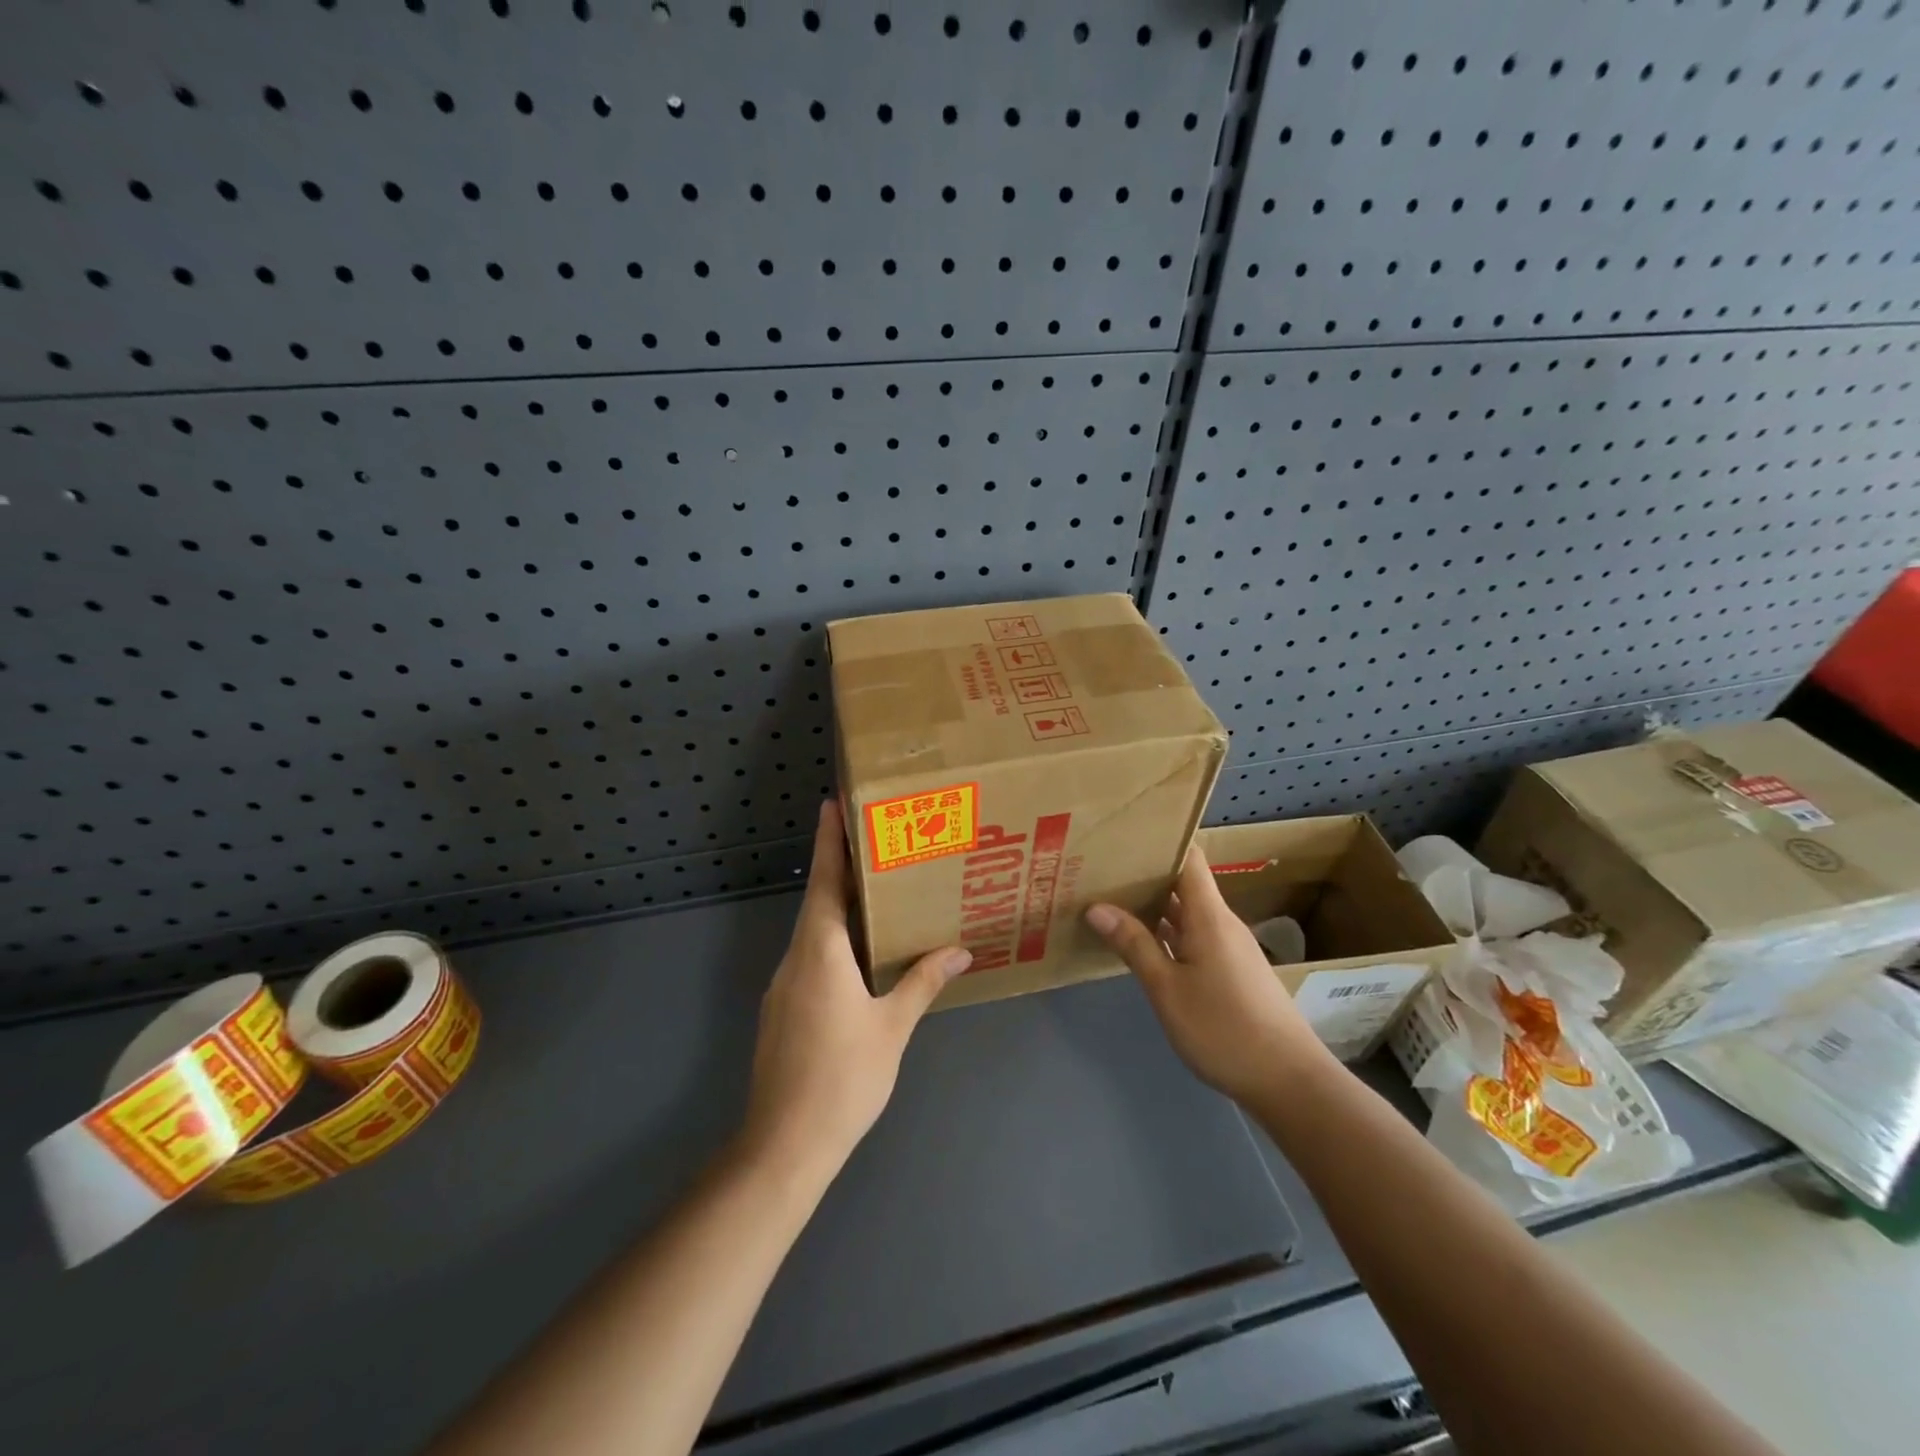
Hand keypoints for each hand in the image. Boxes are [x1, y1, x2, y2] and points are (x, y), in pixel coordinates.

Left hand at [741, 801, 970, 1177]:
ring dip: (840, 907)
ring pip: (814, 932)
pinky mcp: (782, 1010)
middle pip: (819, 901)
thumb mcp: (892, 1027)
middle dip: (842, 868)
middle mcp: (796, 959)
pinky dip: (834, 941)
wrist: (784, 1146)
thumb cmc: (844, 1078)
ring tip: (878, 892)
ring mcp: (783, 986)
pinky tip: (860, 955)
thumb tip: (960, 950)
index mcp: (820, 952)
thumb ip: (922, 982)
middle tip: (876, 842)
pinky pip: (810, 958)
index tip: (832, 803)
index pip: (825, 881)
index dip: (829, 841)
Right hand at [1085, 840, 1330, 1104]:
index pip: (1188, 857)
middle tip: (1099, 867)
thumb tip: (1096, 906)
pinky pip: (1192, 936)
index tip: (1121, 836)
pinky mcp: (1230, 971)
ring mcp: (1227, 947)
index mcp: (1209, 915)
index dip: (1159, 841)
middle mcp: (1221, 922)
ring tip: (1109, 898)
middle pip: (1183, 883)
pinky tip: (1139, 942)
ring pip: (1186, 912)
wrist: (1289, 1082)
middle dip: (1144, 874)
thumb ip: (1134, 944)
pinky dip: (1165, 932)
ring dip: (1152, 905)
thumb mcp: (1167, 989)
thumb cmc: (1224, 1029)